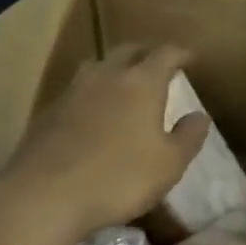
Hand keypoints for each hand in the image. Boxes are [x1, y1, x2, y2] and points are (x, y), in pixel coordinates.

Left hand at [1, 44, 208, 243]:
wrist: (45, 194)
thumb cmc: (118, 178)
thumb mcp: (168, 165)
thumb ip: (188, 137)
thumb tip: (200, 115)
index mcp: (141, 82)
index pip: (165, 54)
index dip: (180, 53)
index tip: (189, 58)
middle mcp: (108, 74)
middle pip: (129, 50)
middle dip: (145, 53)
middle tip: (156, 64)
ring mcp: (74, 89)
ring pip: (98, 65)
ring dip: (114, 69)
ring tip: (122, 84)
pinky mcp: (50, 109)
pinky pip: (77, 89)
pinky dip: (91, 93)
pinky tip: (91, 113)